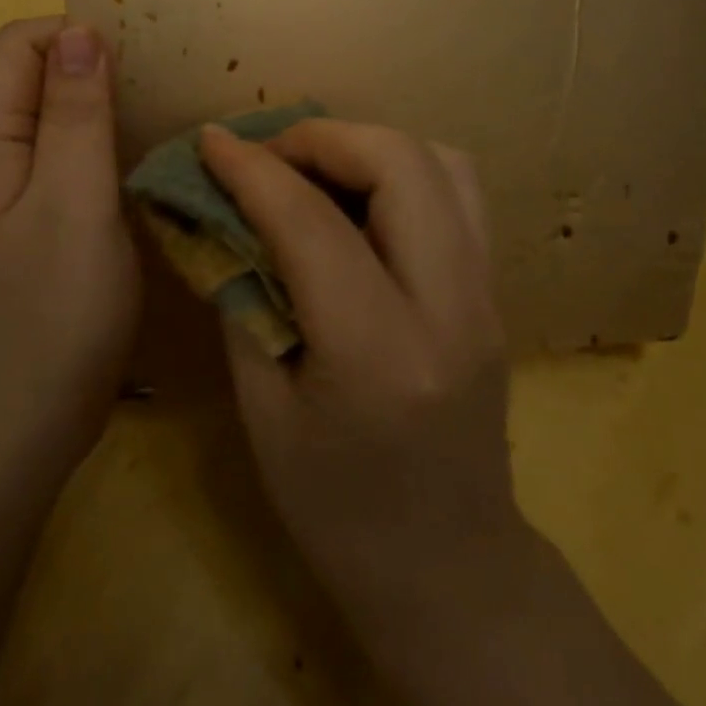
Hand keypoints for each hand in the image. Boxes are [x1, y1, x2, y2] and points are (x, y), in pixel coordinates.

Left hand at [0, 17, 140, 483]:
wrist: (16, 434)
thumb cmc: (49, 313)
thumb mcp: (73, 201)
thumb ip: (76, 114)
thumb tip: (79, 31)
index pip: (18, 47)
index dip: (74, 35)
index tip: (141, 57)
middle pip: (37, 83)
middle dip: (96, 69)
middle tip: (168, 86)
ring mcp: (15, 204)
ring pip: (59, 128)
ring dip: (108, 113)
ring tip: (171, 120)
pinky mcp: (40, 237)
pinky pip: (72, 172)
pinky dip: (109, 156)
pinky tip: (152, 173)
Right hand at [198, 119, 531, 636]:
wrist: (449, 568)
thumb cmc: (336, 509)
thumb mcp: (263, 411)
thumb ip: (243, 298)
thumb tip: (221, 215)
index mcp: (377, 353)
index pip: (311, 222)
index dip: (252, 170)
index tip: (210, 142)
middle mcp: (449, 306)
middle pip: (399, 163)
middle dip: (321, 138)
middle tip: (266, 156)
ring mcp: (486, 293)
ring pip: (441, 162)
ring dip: (367, 146)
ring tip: (313, 170)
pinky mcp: (495, 289)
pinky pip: (459, 191)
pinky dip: (403, 169)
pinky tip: (361, 200)